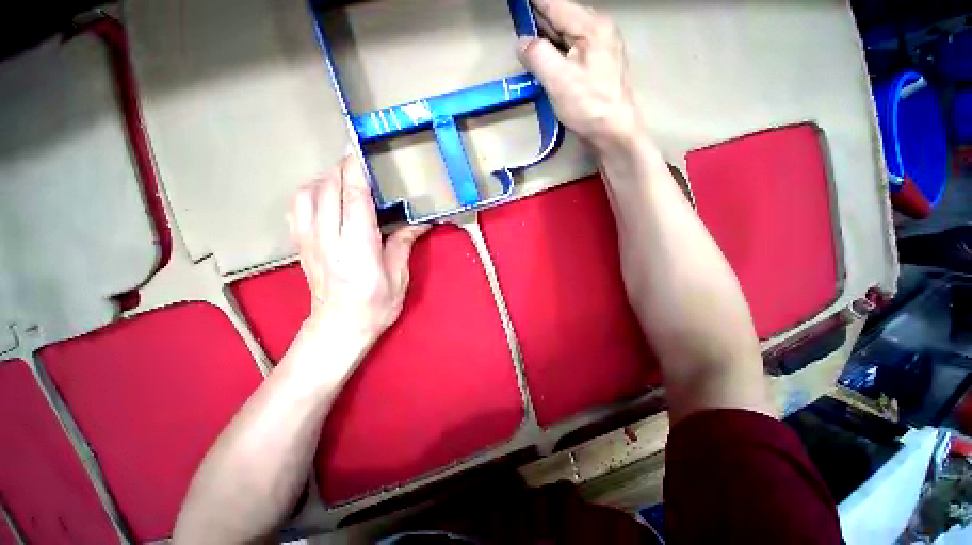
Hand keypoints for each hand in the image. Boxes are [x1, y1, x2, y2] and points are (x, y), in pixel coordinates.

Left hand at [289, 154, 428, 341]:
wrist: (339, 328)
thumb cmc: (375, 306)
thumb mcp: (398, 277)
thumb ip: (403, 244)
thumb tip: (420, 223)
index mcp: (358, 249)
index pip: (354, 199)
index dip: (355, 171)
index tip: (359, 149)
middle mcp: (329, 240)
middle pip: (327, 190)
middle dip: (340, 168)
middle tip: (358, 161)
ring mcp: (310, 242)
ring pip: (307, 195)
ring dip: (324, 179)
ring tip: (343, 179)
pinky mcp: (301, 246)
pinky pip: (297, 209)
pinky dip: (309, 194)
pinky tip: (323, 197)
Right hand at [518, 0, 643, 150]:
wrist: (614, 132)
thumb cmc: (588, 106)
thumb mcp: (558, 80)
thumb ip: (537, 55)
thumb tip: (522, 42)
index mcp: (591, 27)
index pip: (556, 5)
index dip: (535, 3)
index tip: (518, 4)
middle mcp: (599, 31)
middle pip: (563, 18)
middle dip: (540, 20)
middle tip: (519, 22)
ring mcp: (601, 49)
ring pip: (567, 35)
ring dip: (547, 37)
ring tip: (528, 41)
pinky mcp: (598, 67)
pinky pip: (573, 50)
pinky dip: (557, 52)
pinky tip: (547, 60)